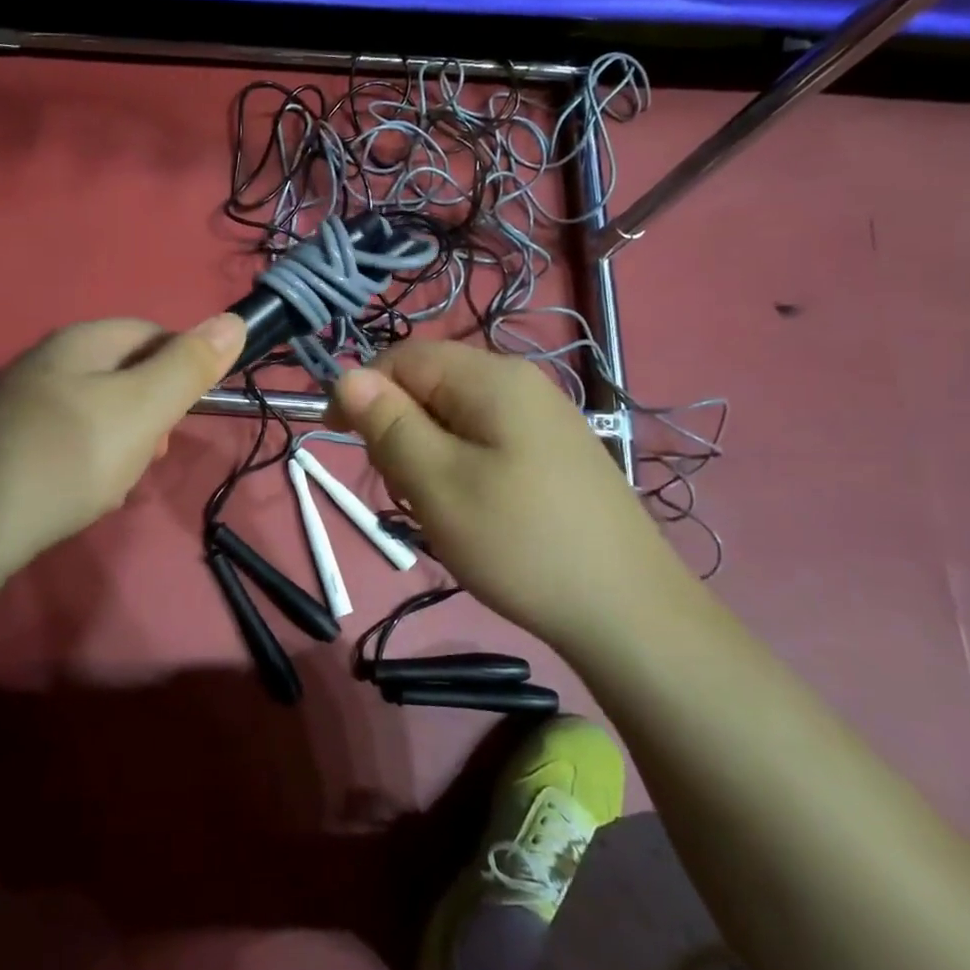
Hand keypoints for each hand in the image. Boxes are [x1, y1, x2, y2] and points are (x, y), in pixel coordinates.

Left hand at [0, 314, 244, 565]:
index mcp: (82, 342)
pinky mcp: (8, 443)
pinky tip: (83, 494)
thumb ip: (189, 366)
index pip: (152, 333)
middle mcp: (48, 362)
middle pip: (124, 375)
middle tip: (150, 454)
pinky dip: (87, 464)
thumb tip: (233, 319)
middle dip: (150, 414)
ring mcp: (23, 403)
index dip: (181, 368)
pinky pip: (67, 442)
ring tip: (117, 482)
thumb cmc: (70, 455)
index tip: (184, 412)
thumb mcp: (144, 407)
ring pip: (98, 413)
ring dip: (121, 444)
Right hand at [329, 341, 701, 650]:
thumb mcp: (436, 482)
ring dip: (427, 455)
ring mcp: (542, 419)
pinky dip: (460, 469)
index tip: (342, 441)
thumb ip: (388, 424)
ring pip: (453, 418)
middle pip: (429, 385)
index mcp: (491, 378)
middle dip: (399, 430)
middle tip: (403, 489)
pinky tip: (473, 513)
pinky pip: (485, 442)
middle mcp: (520, 384)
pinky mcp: (553, 454)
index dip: (363, 392)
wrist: (627, 612)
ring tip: (438, 509)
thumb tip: (345, 375)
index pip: (402, 358)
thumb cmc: (519, 542)